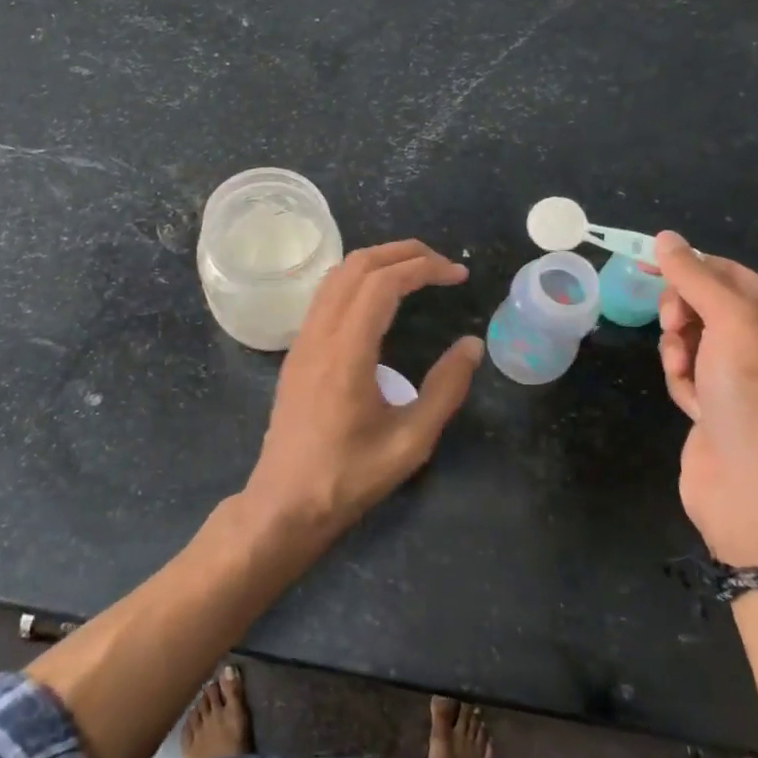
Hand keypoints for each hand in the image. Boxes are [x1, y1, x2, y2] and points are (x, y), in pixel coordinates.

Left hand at [243, 240, 483, 537]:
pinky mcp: (297, 352)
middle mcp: (319, 335)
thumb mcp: (411, 441)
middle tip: (442, 265)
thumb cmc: (349, 477)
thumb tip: (472, 345)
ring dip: (377, 262)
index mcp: (347, 353)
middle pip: (356, 266)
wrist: (285, 504)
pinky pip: (326, 295)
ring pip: (336, 276)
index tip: (458, 275)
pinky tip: (380, 299)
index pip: (382, 284)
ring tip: (416, 272)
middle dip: (402, 253)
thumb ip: (446, 389)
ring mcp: (302, 341)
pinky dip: (358, 280)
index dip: (423, 268)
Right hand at [653, 232, 757, 566]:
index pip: (727, 272)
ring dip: (678, 351)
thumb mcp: (729, 323)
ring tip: (686, 374)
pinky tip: (692, 403)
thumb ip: (695, 277)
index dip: (687, 269)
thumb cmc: (751, 394)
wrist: (749, 484)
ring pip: (690, 337)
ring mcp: (744, 375)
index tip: (644, 269)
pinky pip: (687, 370)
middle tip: (677, 330)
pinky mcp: (720, 402)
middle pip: (704, 303)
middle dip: (683, 316)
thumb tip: (665, 237)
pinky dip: (681, 380)